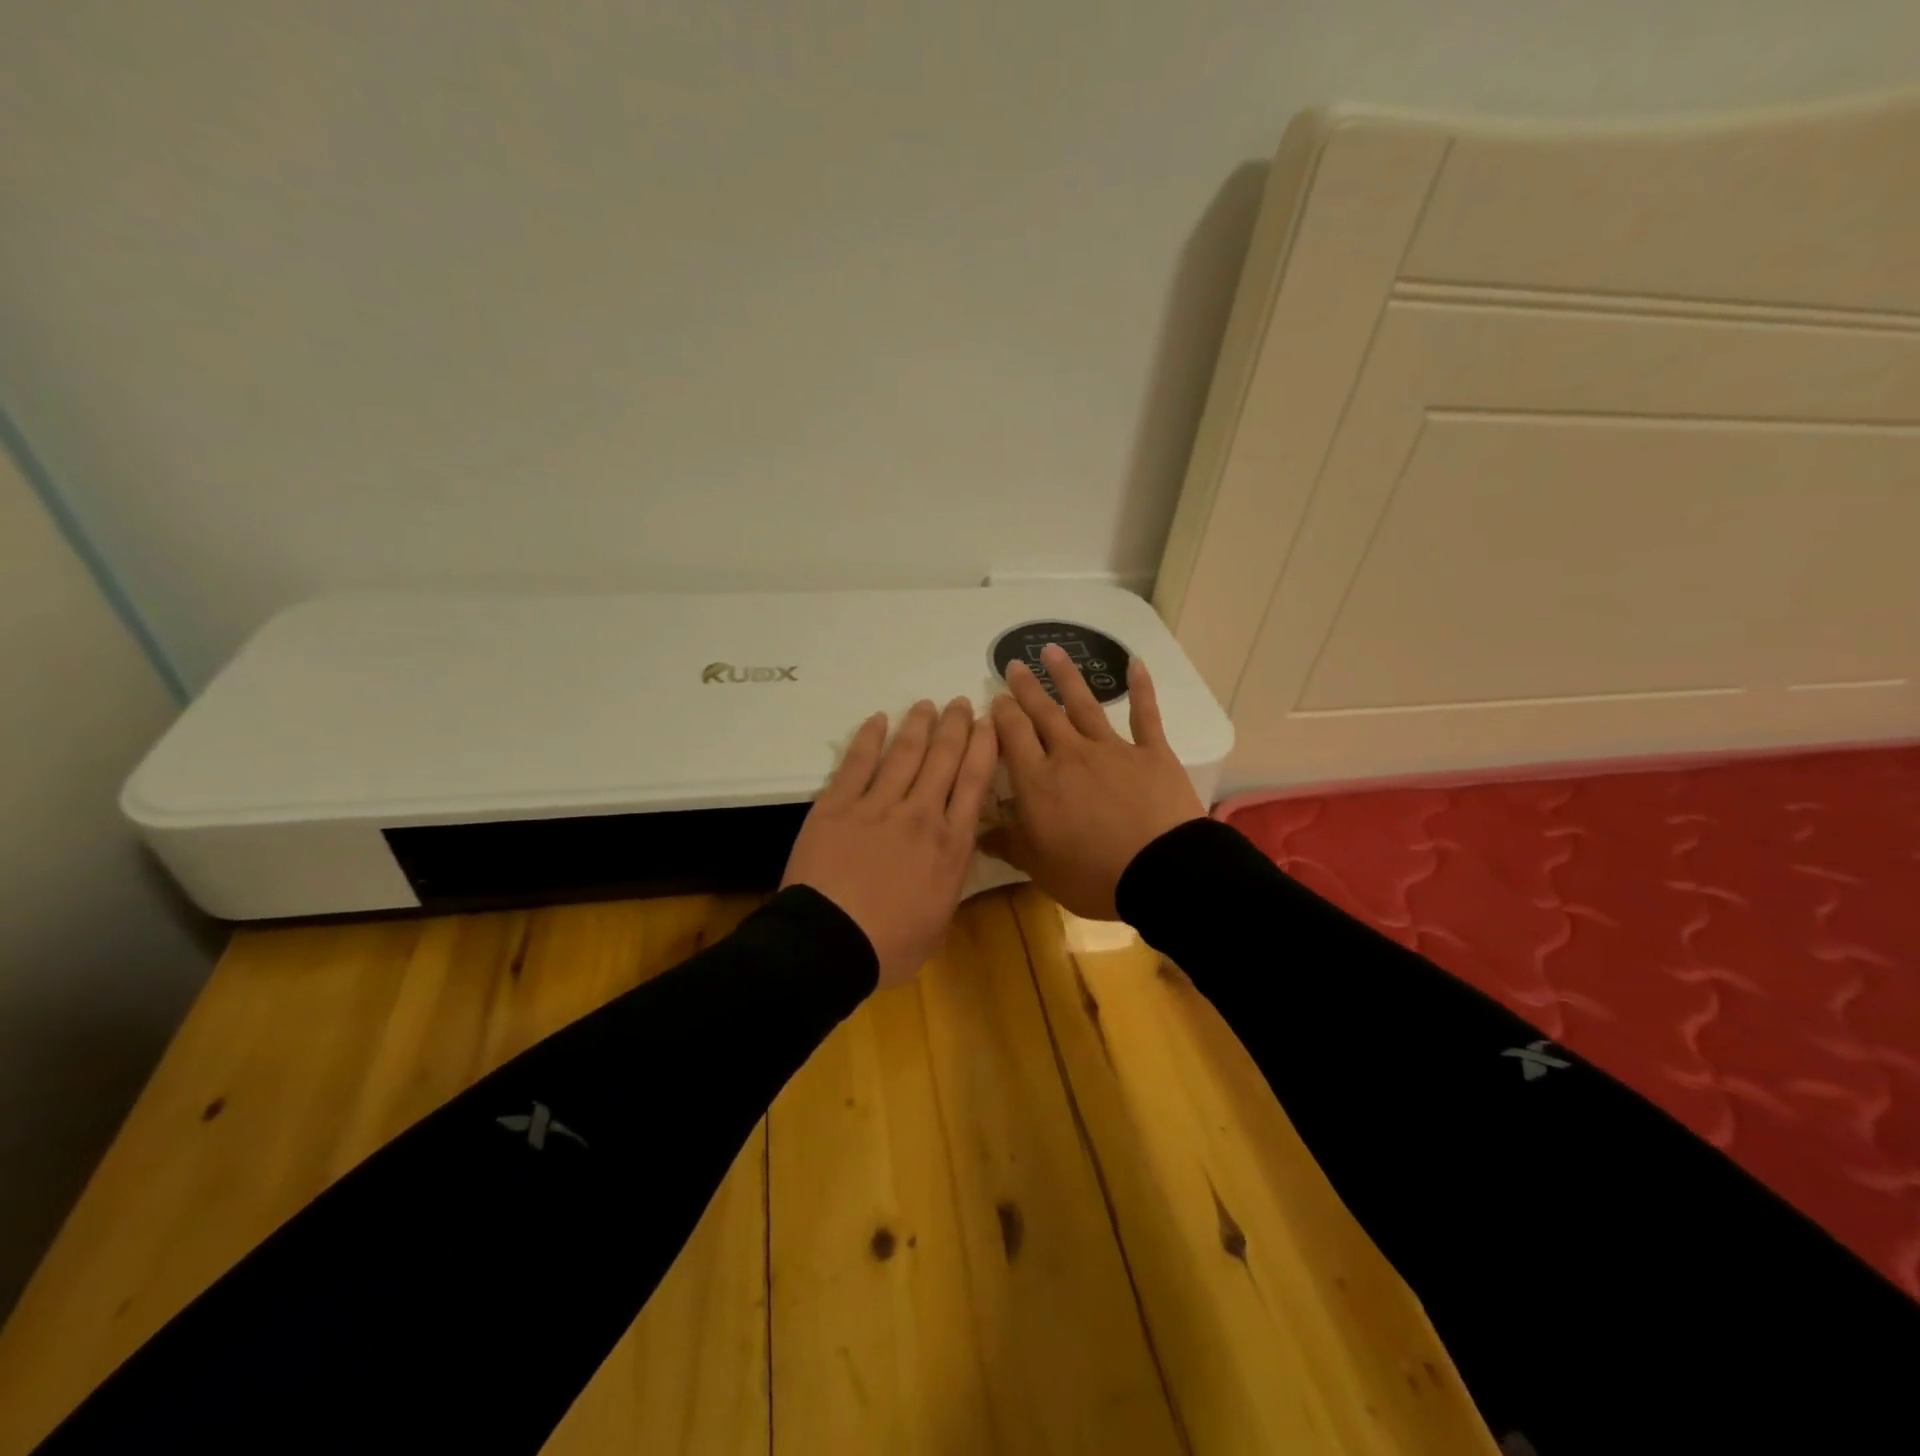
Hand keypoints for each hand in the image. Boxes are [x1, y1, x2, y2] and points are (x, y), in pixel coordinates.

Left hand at [782, 697, 998, 987]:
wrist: (829, 943)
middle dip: (956, 726)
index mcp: (950, 845)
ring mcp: (877, 806)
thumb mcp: (940, 923)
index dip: (984, 747)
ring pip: (904, 753)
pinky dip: (869, 738)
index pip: (974, 782)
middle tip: (962, 703)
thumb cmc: (890, 946)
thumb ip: (949, 882)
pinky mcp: (837, 805)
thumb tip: (952, 857)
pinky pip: (857, 763)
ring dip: (918, 725)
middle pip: (943, 759)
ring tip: (927, 705)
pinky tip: (878, 719)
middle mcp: (920, 815)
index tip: (989, 724)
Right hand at [983, 645, 1204, 920]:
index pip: (1012, 737)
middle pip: (1043, 714)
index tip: (994, 699)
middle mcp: (1070, 755)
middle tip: (1014, 665)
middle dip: (1026, 688)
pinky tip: (1135, 664)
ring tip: (1052, 651)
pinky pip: (1145, 715)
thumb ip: (1009, 844)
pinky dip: (1140, 688)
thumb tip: (977, 832)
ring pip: (1084, 705)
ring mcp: (1112, 749)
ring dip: (1066, 677)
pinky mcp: (1152, 753)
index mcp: (1039, 782)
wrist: (1161, 873)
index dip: (1001, 715)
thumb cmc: (1093, 875)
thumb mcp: (1040, 868)